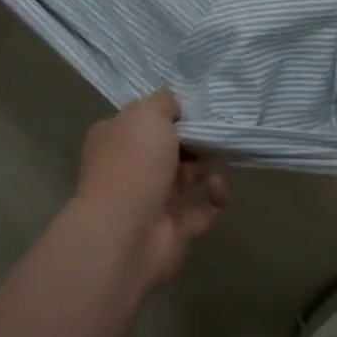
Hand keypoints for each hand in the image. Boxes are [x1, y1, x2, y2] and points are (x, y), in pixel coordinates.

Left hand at [71, 87, 227, 289]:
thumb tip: (173, 102)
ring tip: (220, 162)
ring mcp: (152, 199)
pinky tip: (218, 190)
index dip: (172, 114)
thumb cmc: (133, 164)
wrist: (125, 234)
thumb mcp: (146, 114)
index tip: (197, 110)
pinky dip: (215, 198)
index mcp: (117, 138)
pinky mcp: (174, 227)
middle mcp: (131, 167)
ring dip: (208, 167)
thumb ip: (163, 102)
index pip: (146, 120)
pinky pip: (202, 208)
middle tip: (217, 134)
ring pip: (187, 177)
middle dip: (196, 140)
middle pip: (170, 148)